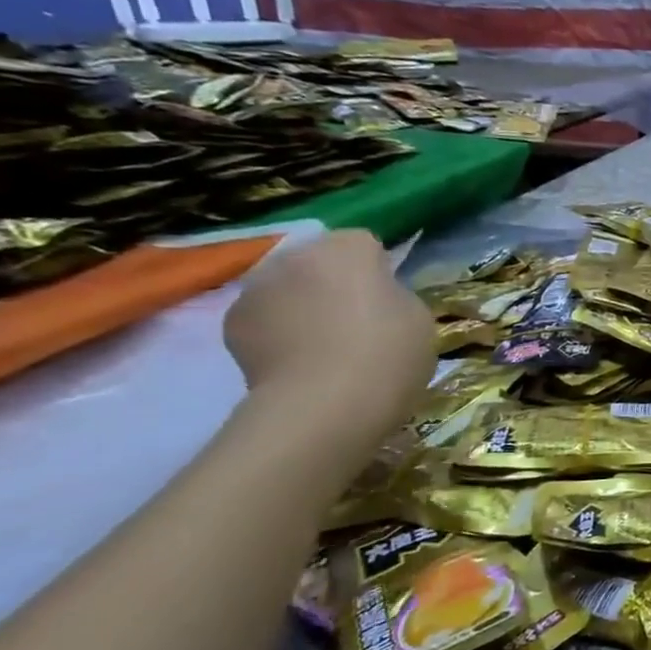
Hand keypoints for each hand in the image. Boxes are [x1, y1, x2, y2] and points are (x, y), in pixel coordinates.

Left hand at [223, 231, 434, 435]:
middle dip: (333, 282)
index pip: (365, 243)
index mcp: (347, 249)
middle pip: (319, 260)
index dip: (378, 270)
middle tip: (355, 322)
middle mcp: (296, 257)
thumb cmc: (387, 355)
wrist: (324, 406)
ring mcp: (256, 289)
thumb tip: (374, 299)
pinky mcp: (232, 324)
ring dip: (301, 304)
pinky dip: (277, 331)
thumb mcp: (418, 319)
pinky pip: (264, 317)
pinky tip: (296, 361)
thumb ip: (394, 296)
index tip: (388, 300)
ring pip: (288, 287)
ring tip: (322, 346)